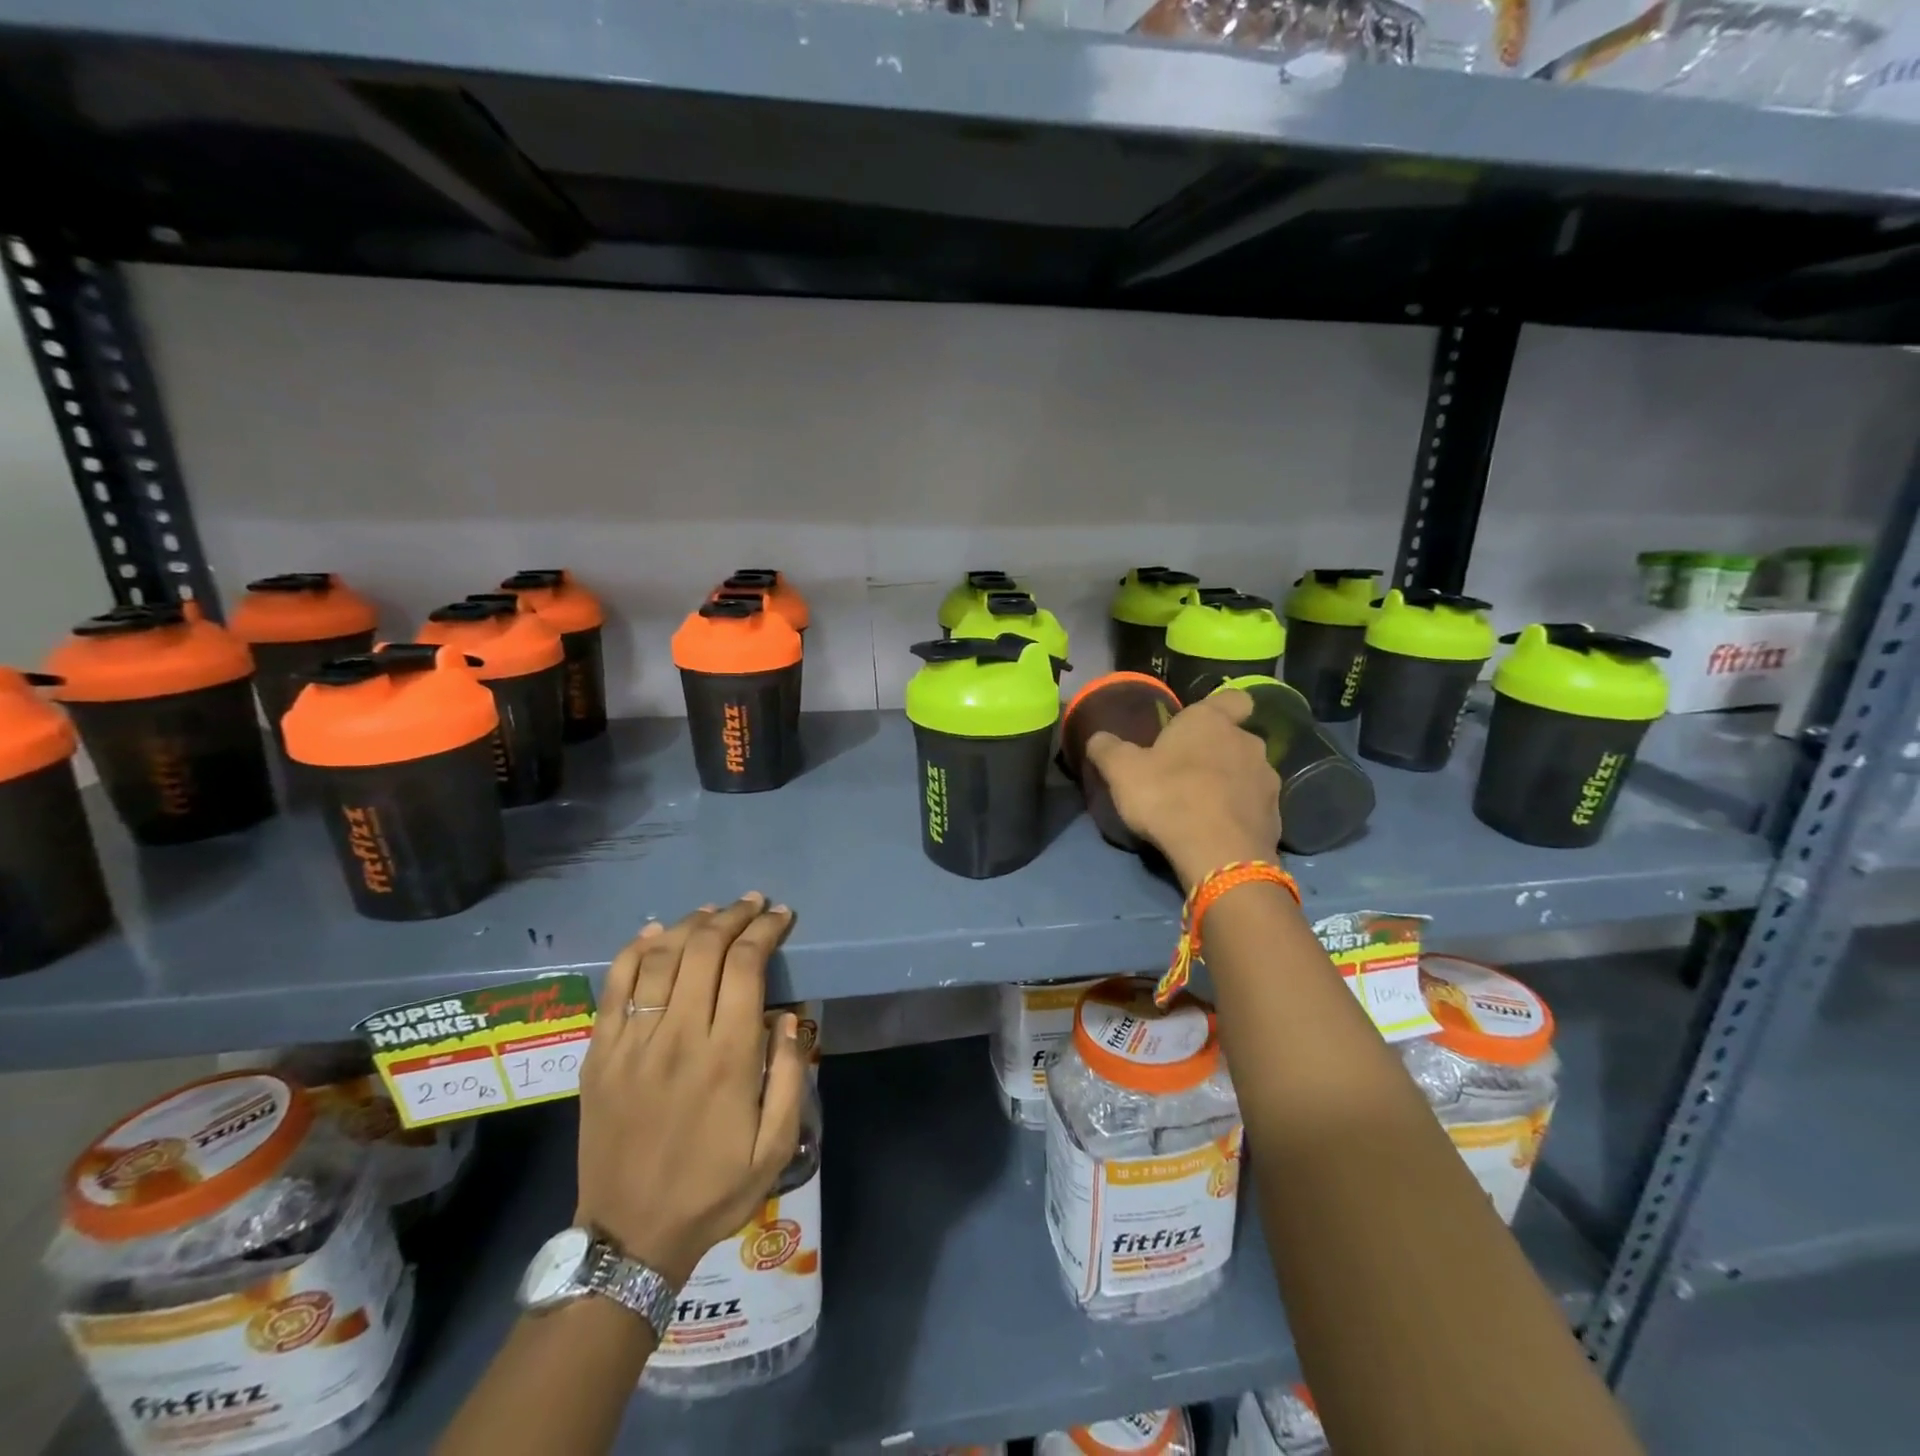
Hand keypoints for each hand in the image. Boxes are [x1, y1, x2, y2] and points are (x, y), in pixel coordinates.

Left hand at [575, 894, 807, 1287]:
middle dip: (733, 917)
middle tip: (753, 905)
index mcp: (728, 1058)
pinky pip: (614, 985)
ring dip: (691, 924)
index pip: (747, 966)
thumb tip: (786, 1015)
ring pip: (661, 957)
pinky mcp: (599, 1053)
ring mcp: (632, 1043)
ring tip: (713, 912)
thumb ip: (791, 1075)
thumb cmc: (713, 1190)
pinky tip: (656, 932)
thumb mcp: (776, 1146)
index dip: (765, 931)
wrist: (629, 1237)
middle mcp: (679, 1038)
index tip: (781, 916)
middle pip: (704, 949)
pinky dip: (636, 949)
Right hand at [1084, 690, 1280, 889]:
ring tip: (1203, 807)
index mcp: (1211, 721)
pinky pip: (1254, 807)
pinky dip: (1239, 814)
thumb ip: (1108, 749)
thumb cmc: (1168, 796)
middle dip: (1216, 752)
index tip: (1200, 725)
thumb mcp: (1122, 771)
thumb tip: (1098, 737)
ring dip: (1230, 784)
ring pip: (1247, 773)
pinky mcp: (1276, 816)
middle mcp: (1247, 742)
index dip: (1220, 708)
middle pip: (1236, 738)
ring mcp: (1267, 780)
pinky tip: (1217, 831)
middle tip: (1187, 773)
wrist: (1219, 853)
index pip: (1232, 698)